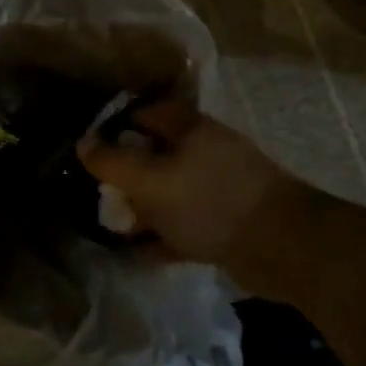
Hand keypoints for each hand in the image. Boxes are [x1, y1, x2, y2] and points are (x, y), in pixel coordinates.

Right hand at [78, 102, 300, 283]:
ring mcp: (219, 186)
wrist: (282, 246)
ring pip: (171, 191)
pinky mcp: (229, 221)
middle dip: (127, 174)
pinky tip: (143, 252)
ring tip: (117, 227)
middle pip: (156, 153)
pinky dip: (166, 235)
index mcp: (189, 128)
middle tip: (102, 194)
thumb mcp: (150, 180)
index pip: (144, 113)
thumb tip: (84, 143)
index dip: (115, 126)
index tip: (90, 149)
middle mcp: (205, 150)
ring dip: (145, 208)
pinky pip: (187, 223)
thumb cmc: (209, 202)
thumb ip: (113, 162)